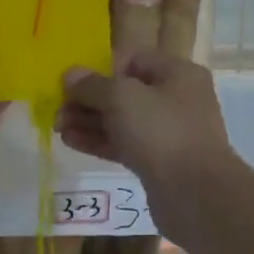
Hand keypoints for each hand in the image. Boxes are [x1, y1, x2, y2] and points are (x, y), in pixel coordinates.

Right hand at [57, 52, 235, 226]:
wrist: (196, 194)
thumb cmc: (161, 131)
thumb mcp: (121, 98)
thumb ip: (92, 85)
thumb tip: (70, 75)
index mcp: (177, 73)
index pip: (133, 60)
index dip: (102, 68)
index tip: (74, 83)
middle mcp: (177, 98)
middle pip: (125, 92)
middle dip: (89, 99)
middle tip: (58, 108)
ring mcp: (169, 132)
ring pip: (122, 120)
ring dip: (89, 121)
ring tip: (57, 126)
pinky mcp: (159, 162)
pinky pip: (124, 144)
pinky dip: (99, 141)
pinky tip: (70, 141)